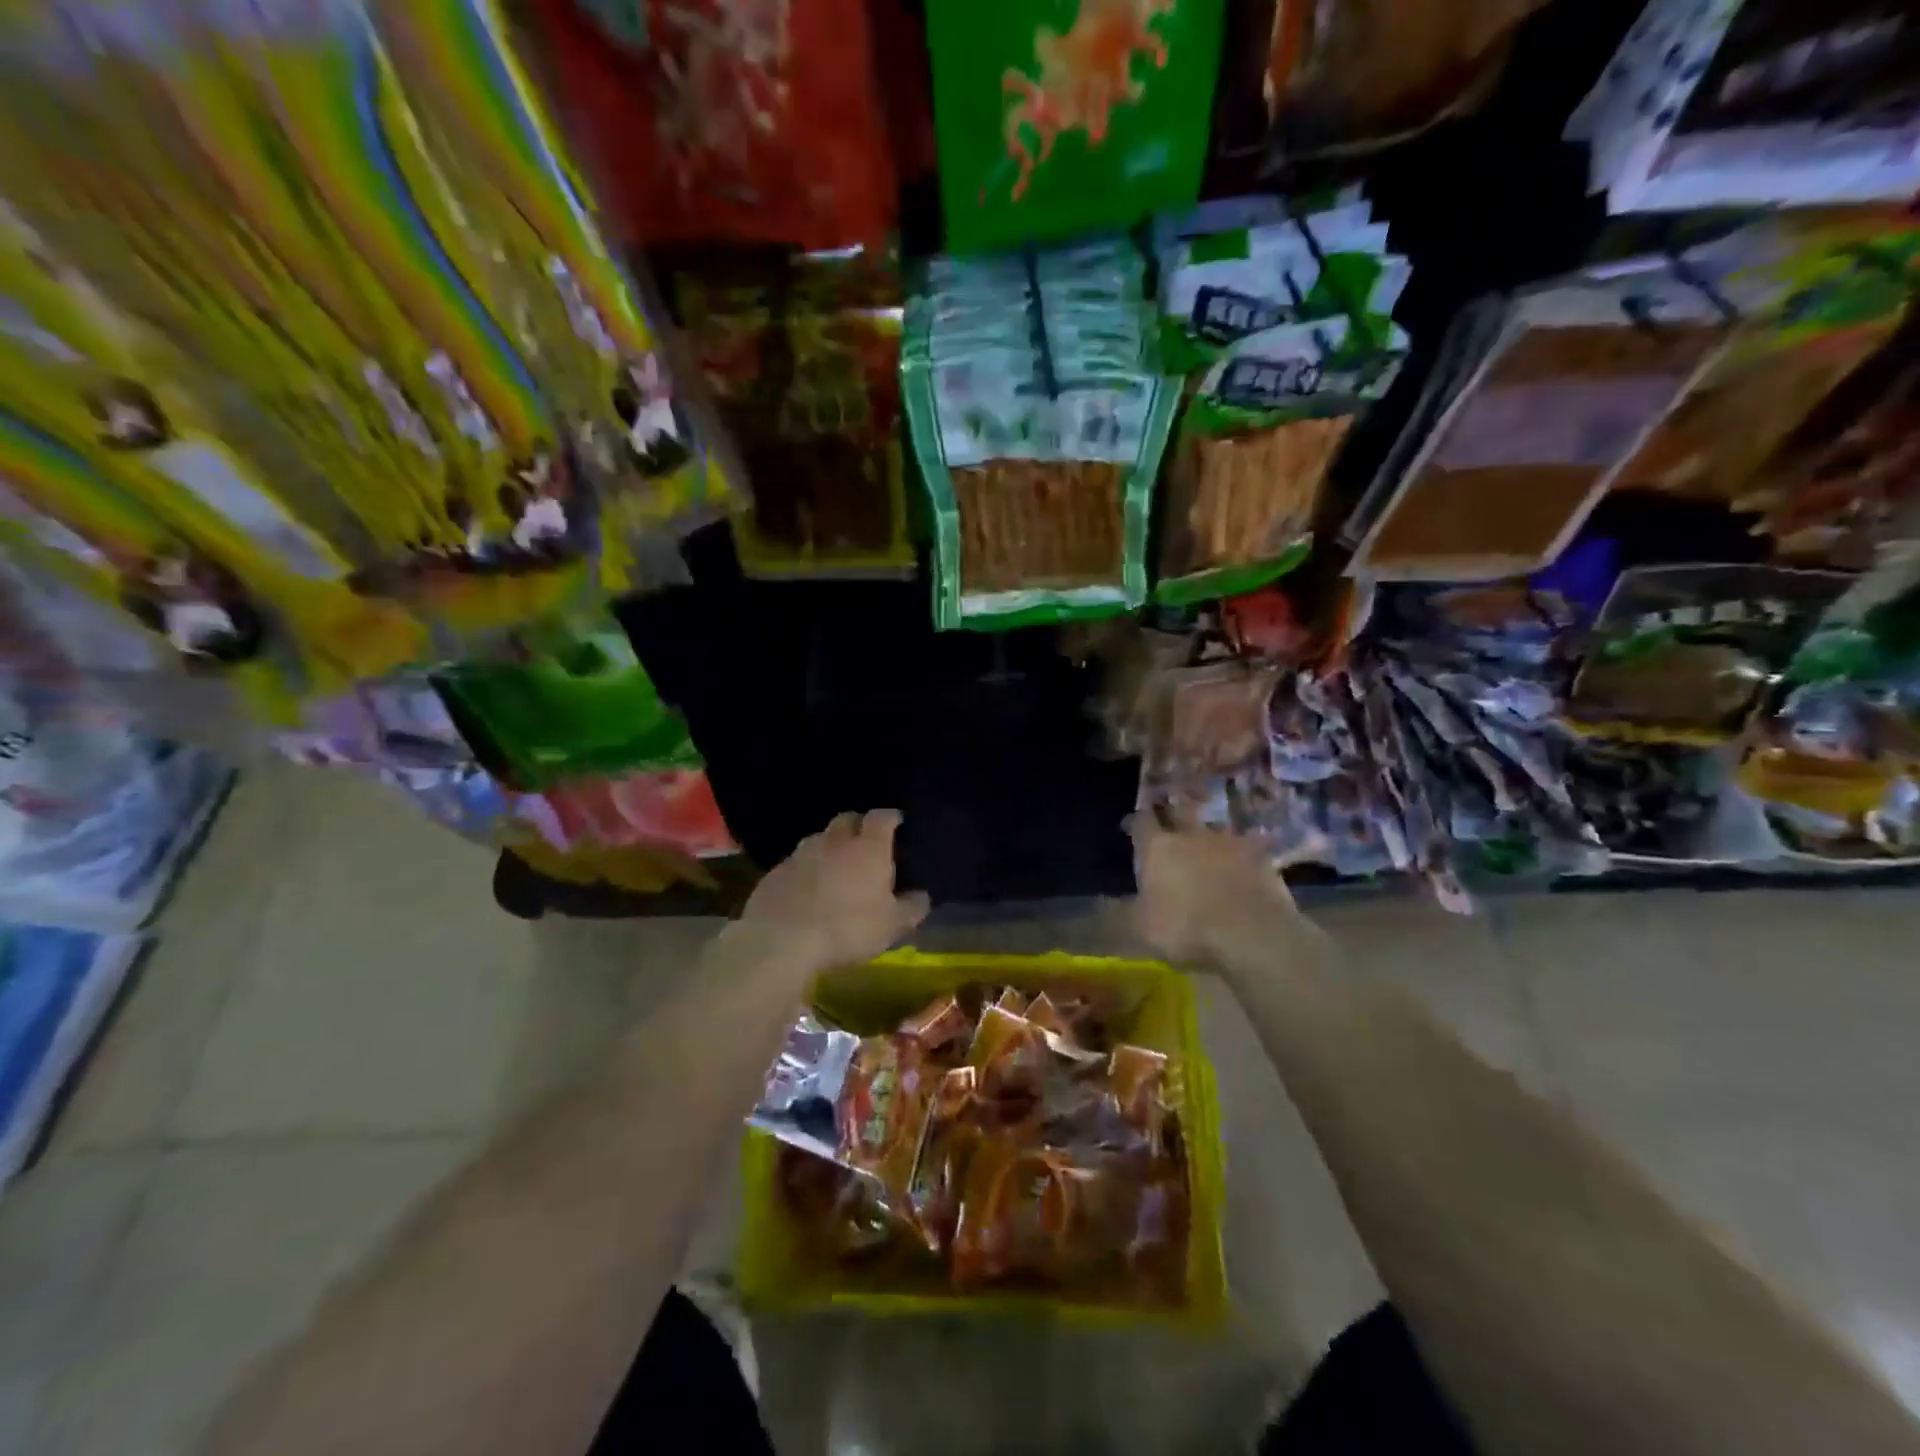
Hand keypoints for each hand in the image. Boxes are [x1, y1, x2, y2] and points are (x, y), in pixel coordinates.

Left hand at [731, 810, 928, 975]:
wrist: (782, 941)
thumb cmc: (848, 929)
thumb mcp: (891, 926)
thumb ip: (912, 908)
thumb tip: (923, 896)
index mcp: (868, 848)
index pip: (882, 817)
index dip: (890, 817)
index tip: (896, 821)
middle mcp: (834, 841)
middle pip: (847, 819)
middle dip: (858, 825)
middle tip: (865, 841)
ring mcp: (800, 854)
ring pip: (819, 838)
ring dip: (829, 846)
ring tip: (835, 864)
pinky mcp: (775, 872)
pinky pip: (795, 862)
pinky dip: (805, 868)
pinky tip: (806, 887)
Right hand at [1131, 818, 1304, 963]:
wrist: (1254, 935)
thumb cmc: (1188, 930)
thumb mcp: (1142, 930)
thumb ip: (1124, 912)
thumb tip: (1105, 904)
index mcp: (1158, 848)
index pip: (1142, 821)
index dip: (1136, 820)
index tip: (1132, 824)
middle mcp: (1191, 835)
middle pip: (1181, 810)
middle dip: (1174, 809)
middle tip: (1172, 813)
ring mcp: (1230, 843)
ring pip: (1214, 828)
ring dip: (1209, 833)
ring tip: (1208, 843)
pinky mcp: (1262, 857)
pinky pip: (1245, 849)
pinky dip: (1240, 855)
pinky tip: (1241, 866)